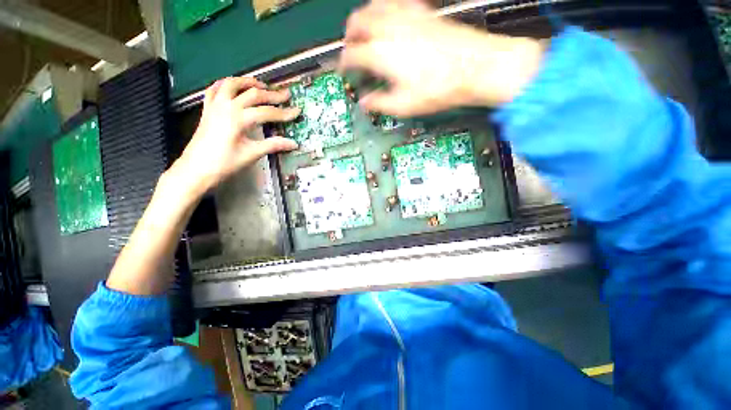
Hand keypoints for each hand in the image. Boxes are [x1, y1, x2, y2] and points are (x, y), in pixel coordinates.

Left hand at [169, 76, 300, 198]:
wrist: (196, 169)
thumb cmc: (224, 163)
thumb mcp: (251, 154)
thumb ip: (273, 145)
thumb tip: (293, 143)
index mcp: (238, 119)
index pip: (267, 112)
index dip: (284, 112)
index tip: (297, 111)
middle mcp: (226, 107)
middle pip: (253, 95)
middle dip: (272, 95)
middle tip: (286, 94)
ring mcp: (214, 106)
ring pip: (232, 85)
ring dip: (248, 82)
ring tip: (261, 85)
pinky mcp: (207, 109)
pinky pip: (215, 89)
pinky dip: (225, 84)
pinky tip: (233, 86)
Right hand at [339, 0, 544, 116]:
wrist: (475, 67)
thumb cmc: (438, 88)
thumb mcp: (404, 105)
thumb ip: (380, 104)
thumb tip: (365, 104)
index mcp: (382, 53)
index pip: (352, 54)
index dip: (343, 63)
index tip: (343, 69)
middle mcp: (390, 28)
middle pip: (358, 22)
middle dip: (349, 36)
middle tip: (350, 48)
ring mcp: (407, 16)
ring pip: (374, 6)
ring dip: (364, 18)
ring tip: (364, 31)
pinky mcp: (423, 12)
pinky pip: (398, 2)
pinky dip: (387, 9)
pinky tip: (391, 18)